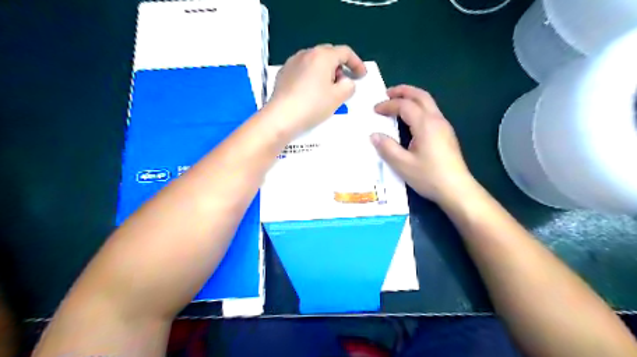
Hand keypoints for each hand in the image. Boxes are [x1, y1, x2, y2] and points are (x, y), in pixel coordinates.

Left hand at [268, 43, 368, 137]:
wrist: (281, 117)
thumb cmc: (313, 105)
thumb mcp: (338, 97)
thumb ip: (349, 86)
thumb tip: (345, 82)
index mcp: (322, 56)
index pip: (345, 52)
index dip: (357, 63)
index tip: (362, 76)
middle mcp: (306, 53)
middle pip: (329, 54)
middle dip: (340, 67)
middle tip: (343, 83)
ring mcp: (292, 62)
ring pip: (315, 62)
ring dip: (325, 71)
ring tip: (327, 89)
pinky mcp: (283, 73)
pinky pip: (303, 69)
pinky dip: (312, 76)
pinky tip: (311, 92)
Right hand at [372, 85, 473, 204]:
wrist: (457, 189)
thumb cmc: (429, 176)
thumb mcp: (402, 164)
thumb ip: (387, 148)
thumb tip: (374, 135)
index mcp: (425, 124)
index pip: (404, 105)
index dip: (388, 105)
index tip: (375, 110)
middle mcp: (436, 120)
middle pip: (421, 96)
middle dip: (403, 91)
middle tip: (387, 93)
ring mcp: (444, 126)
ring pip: (428, 102)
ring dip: (412, 98)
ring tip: (397, 102)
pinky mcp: (447, 134)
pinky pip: (431, 112)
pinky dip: (418, 107)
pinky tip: (410, 119)